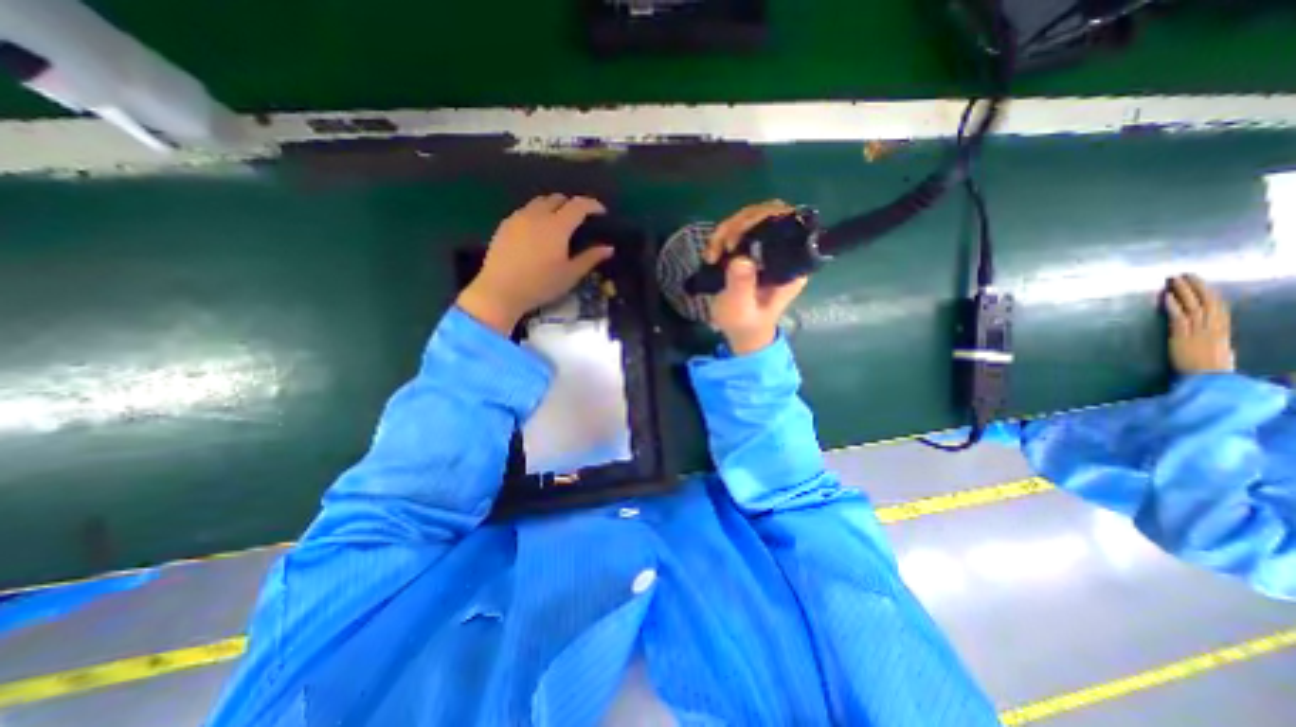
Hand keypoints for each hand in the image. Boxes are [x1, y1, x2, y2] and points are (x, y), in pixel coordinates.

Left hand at [457, 196, 614, 338]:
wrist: (500, 291)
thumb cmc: (540, 285)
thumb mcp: (570, 275)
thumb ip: (590, 258)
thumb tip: (609, 248)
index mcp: (557, 226)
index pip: (579, 205)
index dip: (592, 205)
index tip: (601, 212)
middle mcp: (537, 215)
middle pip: (558, 198)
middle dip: (572, 204)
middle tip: (579, 220)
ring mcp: (518, 217)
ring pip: (539, 202)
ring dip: (553, 207)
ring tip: (558, 223)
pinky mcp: (505, 224)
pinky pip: (525, 210)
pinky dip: (537, 213)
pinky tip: (537, 231)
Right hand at [703, 201, 807, 355]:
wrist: (742, 332)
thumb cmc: (745, 323)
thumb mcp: (741, 309)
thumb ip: (742, 286)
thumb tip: (740, 259)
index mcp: (791, 264)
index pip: (789, 223)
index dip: (764, 219)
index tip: (738, 238)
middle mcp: (784, 251)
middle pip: (768, 214)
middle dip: (740, 224)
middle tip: (722, 247)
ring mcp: (767, 248)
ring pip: (751, 218)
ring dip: (727, 230)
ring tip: (712, 254)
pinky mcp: (753, 250)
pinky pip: (739, 229)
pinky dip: (722, 236)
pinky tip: (711, 255)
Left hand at [1166, 274, 1231, 374]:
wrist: (1210, 380)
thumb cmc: (1211, 369)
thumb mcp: (1217, 349)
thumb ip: (1211, 338)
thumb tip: (1206, 331)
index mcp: (1223, 329)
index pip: (1218, 306)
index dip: (1208, 292)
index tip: (1199, 282)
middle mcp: (1213, 327)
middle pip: (1207, 301)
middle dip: (1196, 286)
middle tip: (1184, 274)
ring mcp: (1199, 331)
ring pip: (1193, 305)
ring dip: (1182, 291)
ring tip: (1173, 279)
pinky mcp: (1183, 336)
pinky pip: (1179, 317)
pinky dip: (1173, 305)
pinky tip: (1165, 296)